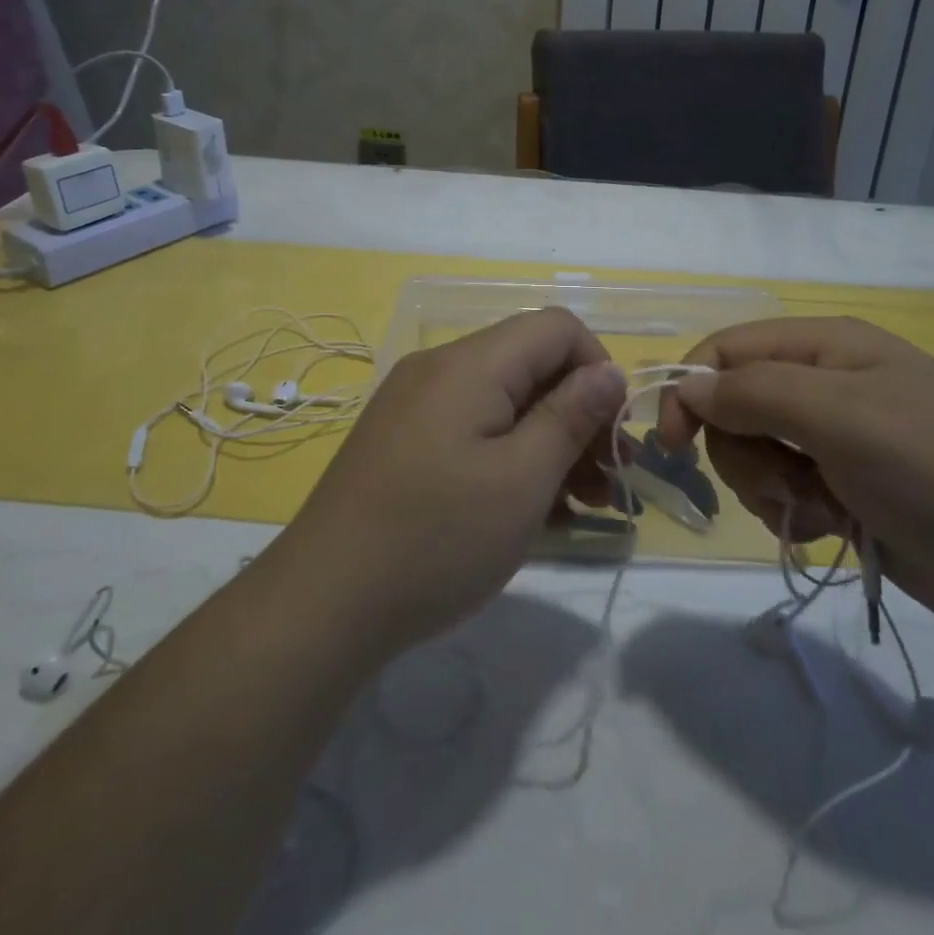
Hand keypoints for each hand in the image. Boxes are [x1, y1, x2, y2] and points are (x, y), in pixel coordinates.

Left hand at [283, 308, 626, 654]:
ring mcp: (416, 406)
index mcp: (470, 364)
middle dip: (578, 415)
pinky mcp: (404, 442)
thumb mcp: (521, 480)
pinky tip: (532, 513)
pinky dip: (510, 459)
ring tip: (581, 505)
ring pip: (505, 403)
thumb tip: (608, 371)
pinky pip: (474, 432)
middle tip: (607, 481)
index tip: (612, 433)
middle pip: (531, 366)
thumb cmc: (436, 539)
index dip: (597, 369)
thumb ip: (571, 416)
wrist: (322, 606)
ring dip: (550, 444)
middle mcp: (440, 370)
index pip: (557, 327)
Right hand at [657, 316, 933, 633]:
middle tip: (783, 481)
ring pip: (752, 452)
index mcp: (825, 345)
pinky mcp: (842, 486)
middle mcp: (824, 382)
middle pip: (733, 406)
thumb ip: (753, 392)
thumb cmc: (933, 468)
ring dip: (769, 486)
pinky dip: (794, 511)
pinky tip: (835, 527)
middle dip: (743, 450)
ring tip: (819, 507)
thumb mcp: (839, 415)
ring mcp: (834, 437)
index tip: (671, 444)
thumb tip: (686, 389)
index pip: (726, 350)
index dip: (689, 390)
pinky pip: (781, 490)